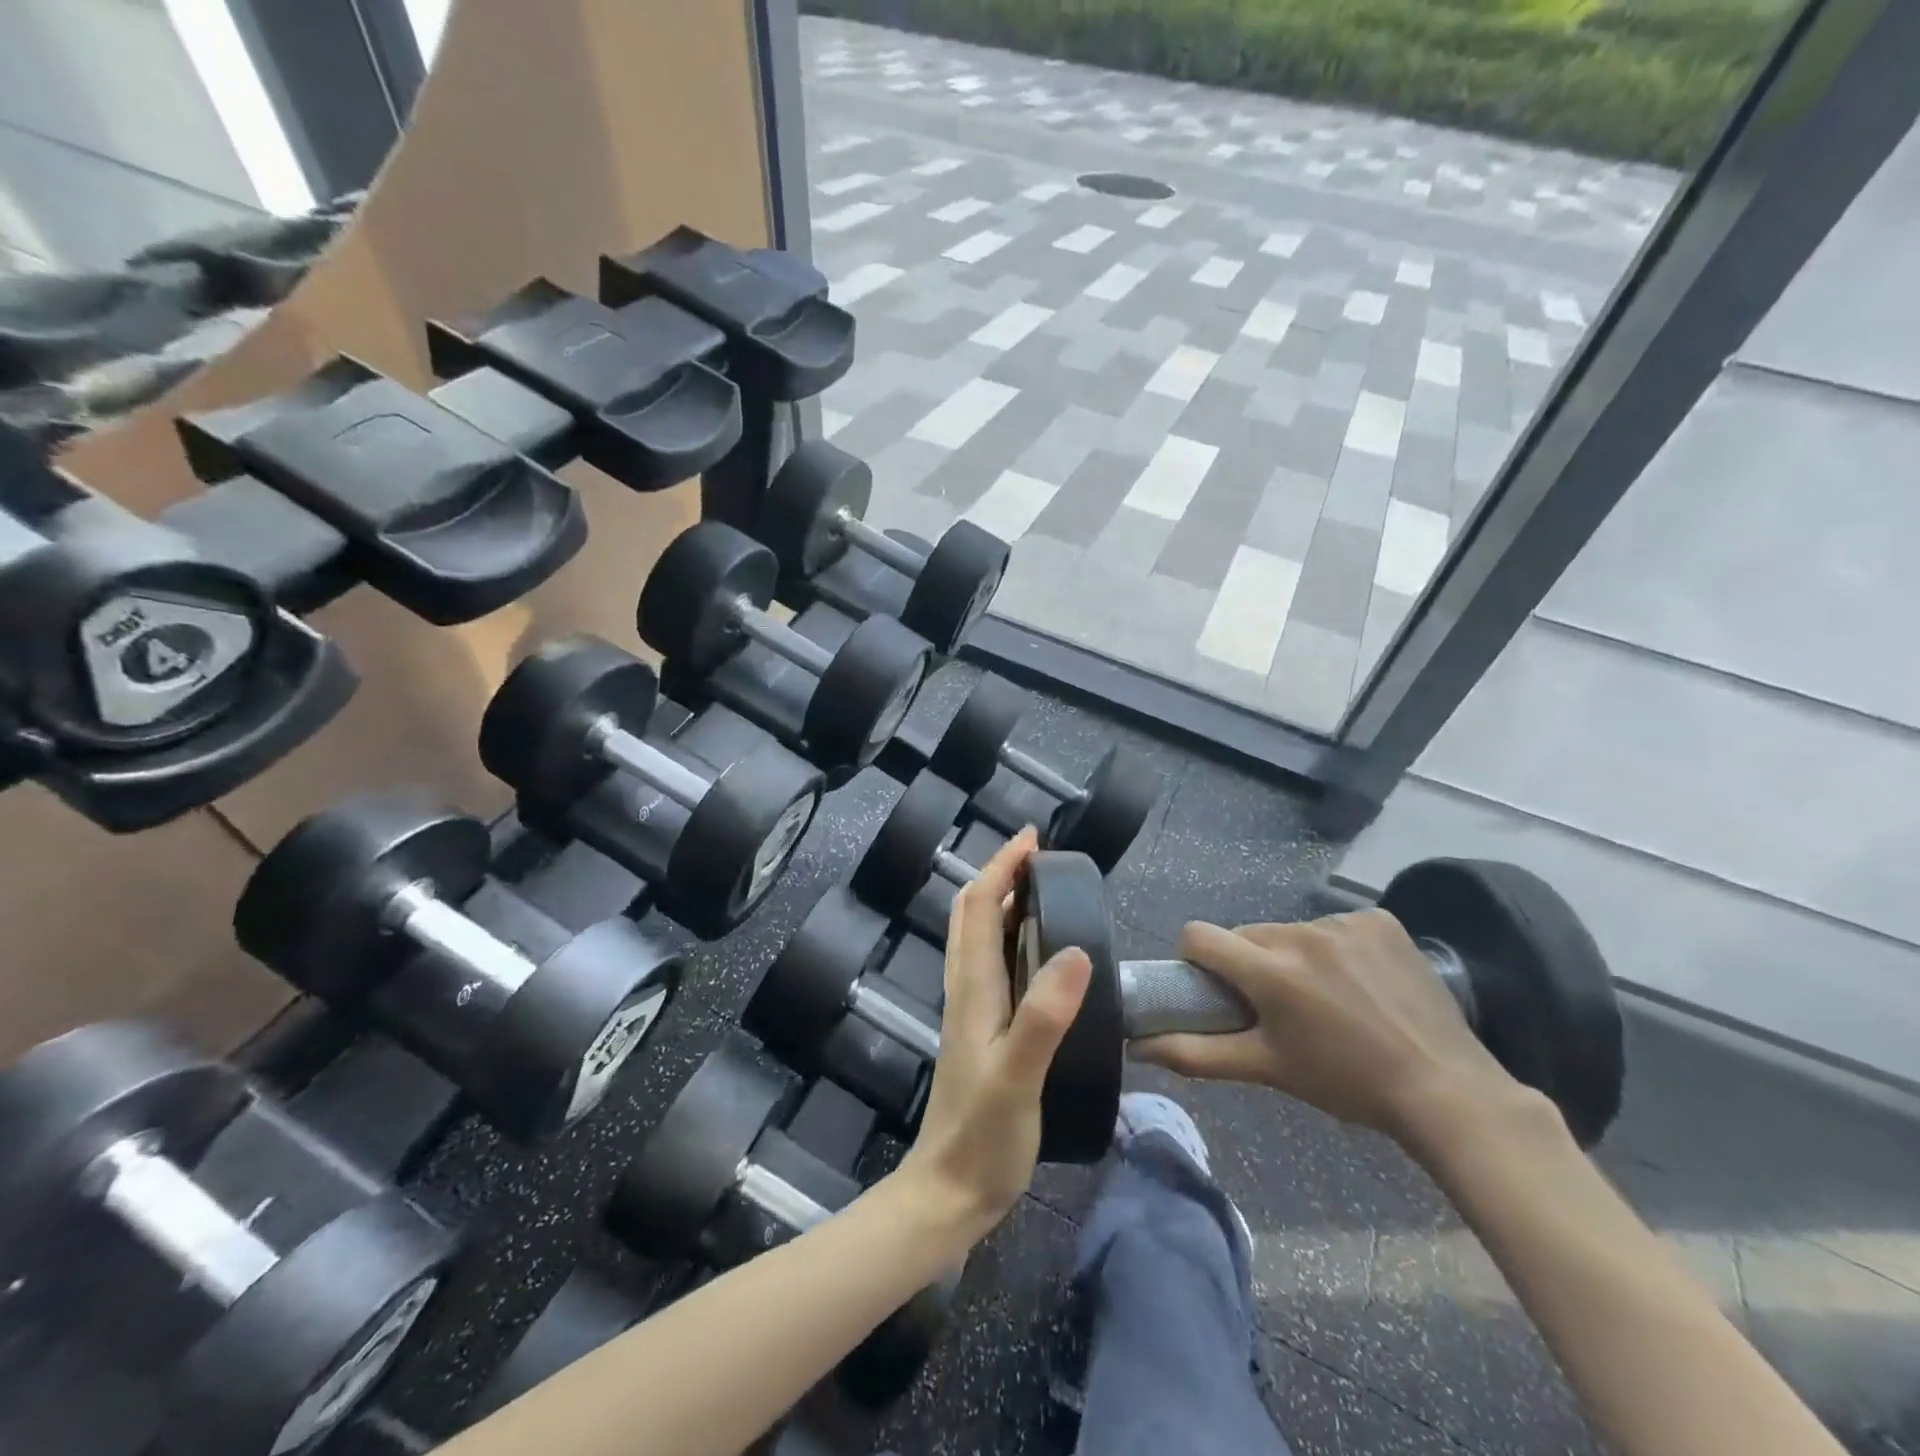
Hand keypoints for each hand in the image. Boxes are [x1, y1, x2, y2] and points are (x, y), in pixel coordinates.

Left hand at [896, 828, 1090, 1246]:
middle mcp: (966, 989)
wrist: (950, 1192)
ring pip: (977, 937)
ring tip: (1040, 890)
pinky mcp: (981, 1031)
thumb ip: (1044, 1016)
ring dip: (1001, 901)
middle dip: (1000, 875)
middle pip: (972, 914)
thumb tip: (1076, 950)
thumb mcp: (1019, 1076)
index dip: (1002, 867)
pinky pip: (990, 965)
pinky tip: (1036, 954)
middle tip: (1039, 857)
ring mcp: (970, 1010)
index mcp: (972, 988)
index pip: (980, 906)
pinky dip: (1007, 937)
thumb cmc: (984, 1136)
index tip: (1033, 839)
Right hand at [1131, 911, 1531, 1145]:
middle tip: (1278, 1007)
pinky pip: (1336, 926)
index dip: (1195, 959)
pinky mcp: (1381, 920)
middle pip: (1248, 935)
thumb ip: (1196, 1054)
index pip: (1198, 935)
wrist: (1446, 1090)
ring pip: (1292, 931)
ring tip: (1328, 999)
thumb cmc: (1345, 1082)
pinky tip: (1362, 981)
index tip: (1215, 988)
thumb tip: (1138, 1046)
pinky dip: (1337, 948)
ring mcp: (1345, 922)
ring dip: (1295, 956)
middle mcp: (1301, 934)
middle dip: (1251, 964)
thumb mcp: (1266, 1069)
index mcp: (1269, 970)